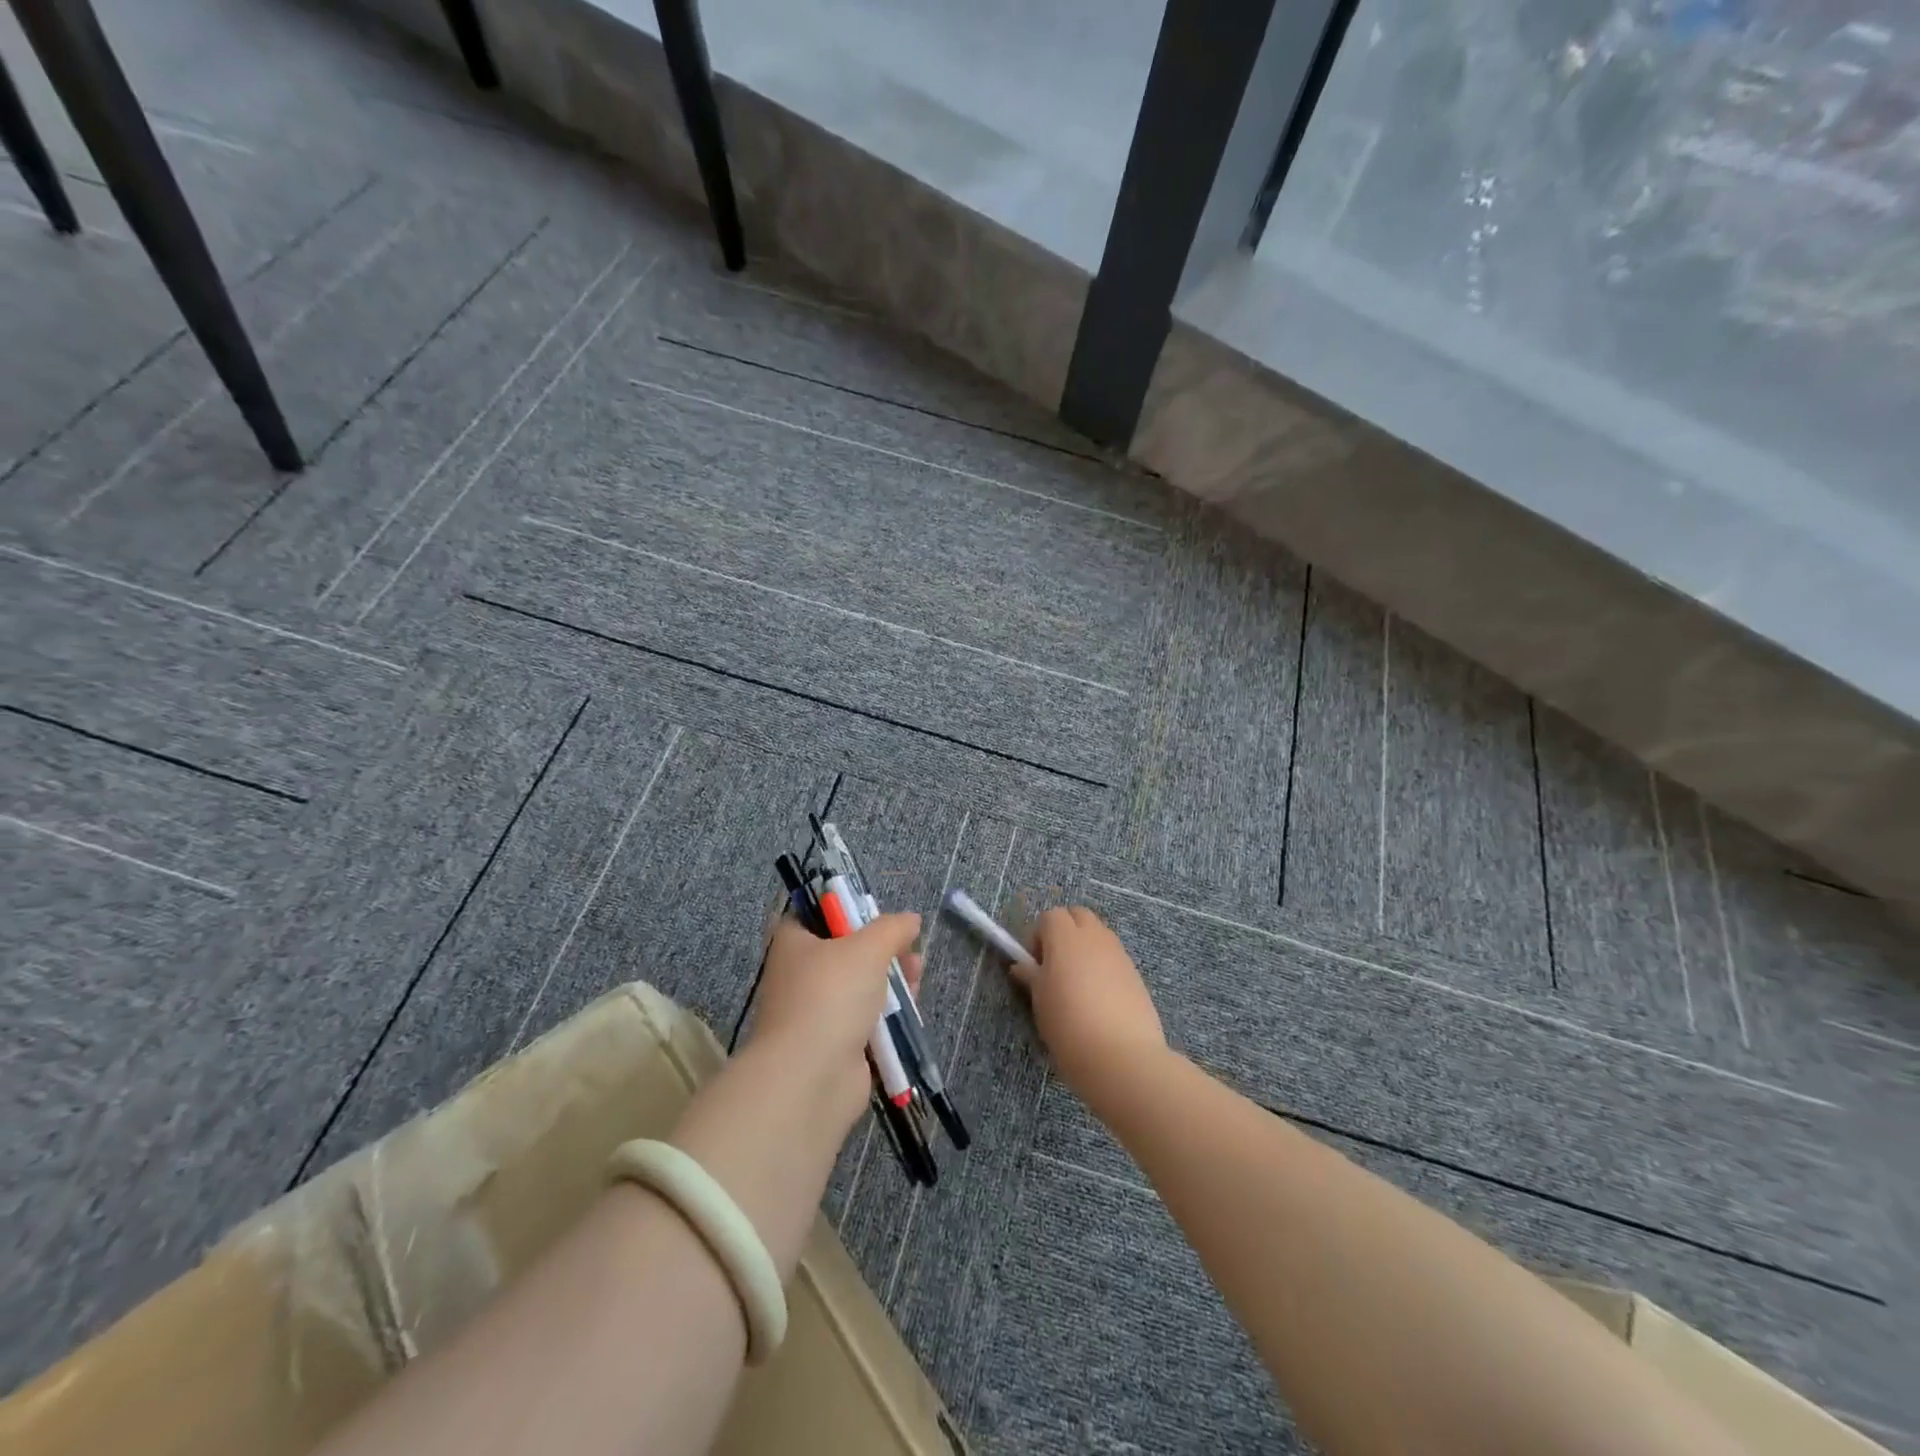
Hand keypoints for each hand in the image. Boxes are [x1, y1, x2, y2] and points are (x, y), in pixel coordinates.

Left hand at [746, 912, 922, 1135]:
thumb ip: (892, 928)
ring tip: (916, 973)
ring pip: (860, 987)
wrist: (810, 1078)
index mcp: (792, 943)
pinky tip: (910, 1007)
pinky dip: (888, 1015)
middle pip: (845, 952)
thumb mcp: (868, 948)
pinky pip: (866, 1021)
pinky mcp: (835, 1046)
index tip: (875, 913)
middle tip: (908, 946)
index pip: (814, 915)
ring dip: (890, 980)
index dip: (845, 909)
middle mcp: (798, 976)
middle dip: (881, 948)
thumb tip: (911, 919)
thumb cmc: (831, 996)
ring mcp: (815, 1014)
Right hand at [1013, 907, 1167, 1106]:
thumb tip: (1022, 966)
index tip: (1035, 965)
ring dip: (1085, 948)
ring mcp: (1119, 953)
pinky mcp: (1136, 973)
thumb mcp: (1041, 1002)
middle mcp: (1095, 936)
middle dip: (1065, 931)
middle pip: (1078, 915)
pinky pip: (1114, 956)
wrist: (1121, 1057)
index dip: (1039, 936)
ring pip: (1098, 934)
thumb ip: (1032, 977)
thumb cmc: (1069, 1026)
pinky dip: (1103, 966)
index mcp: (1066, 937)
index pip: (1050, 916)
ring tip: (1078, 985)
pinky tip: (1099, 999)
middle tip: (1055, 967)